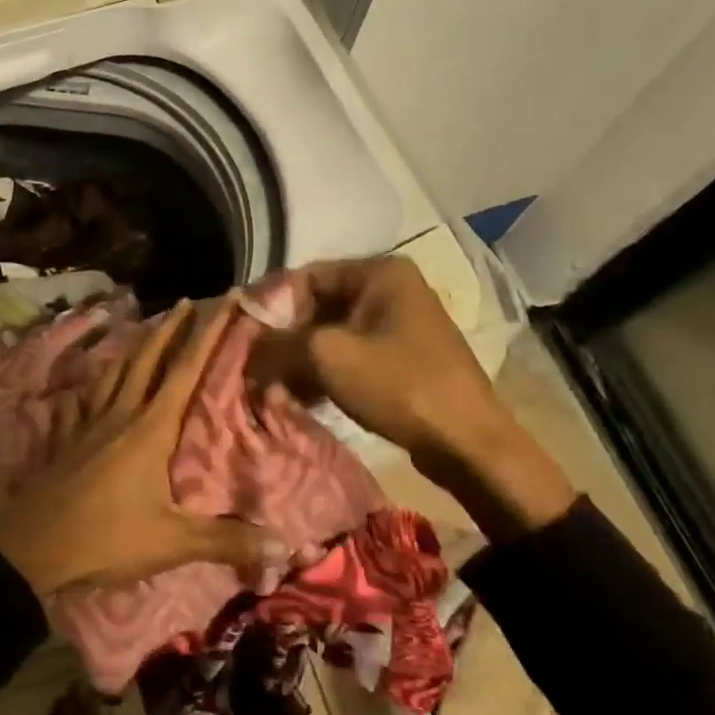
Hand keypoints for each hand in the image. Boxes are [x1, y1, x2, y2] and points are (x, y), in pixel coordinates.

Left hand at [0, 300, 288, 596]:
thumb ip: (226, 541)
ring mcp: (88, 422)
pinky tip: (88, 385)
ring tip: (144, 331)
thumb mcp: (172, 542)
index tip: (227, 299)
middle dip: (170, 327)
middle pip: (148, 358)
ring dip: (133, 348)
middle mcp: (121, 413)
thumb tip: (282, 548)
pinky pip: (80, 400)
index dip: (210, 332)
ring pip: (114, 372)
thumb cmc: (108, 537)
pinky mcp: (66, 437)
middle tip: (185, 301)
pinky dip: (90, 386)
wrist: (33, 545)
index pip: (187, 369)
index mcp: (151, 428)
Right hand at [257, 257, 576, 541]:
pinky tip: (305, 396)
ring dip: (304, 357)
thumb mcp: (327, 356)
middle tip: (259, 364)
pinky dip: (327, 370)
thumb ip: (279, 343)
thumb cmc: (398, 383)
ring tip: (277, 385)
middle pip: (319, 304)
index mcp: (379, 272)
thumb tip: (248, 346)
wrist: (468, 443)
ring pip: (334, 331)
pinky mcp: (405, 355)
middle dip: (287, 336)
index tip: (246, 335)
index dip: (272, 304)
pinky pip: (354, 352)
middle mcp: (392, 288)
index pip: (306, 276)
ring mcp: (401, 322)